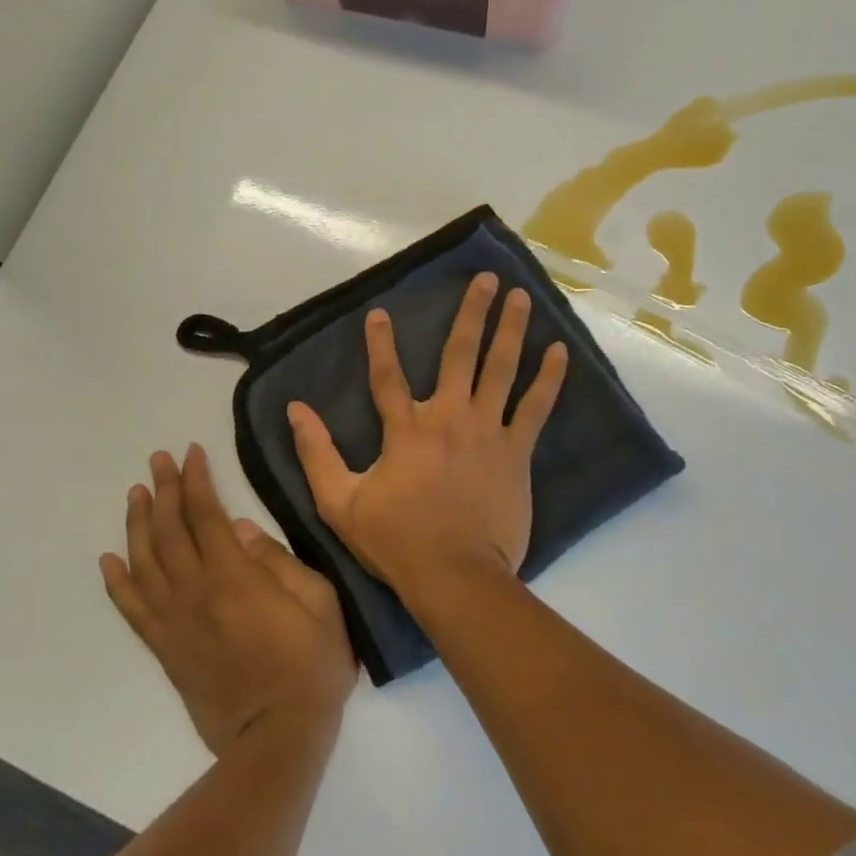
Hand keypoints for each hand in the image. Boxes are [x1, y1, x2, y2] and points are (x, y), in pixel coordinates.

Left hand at [101, 445, 355, 756]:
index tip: (190, 452)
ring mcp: (175, 622)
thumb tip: (243, 530)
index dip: (196, 480)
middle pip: (170, 530)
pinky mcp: (165, 649)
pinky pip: (132, 609)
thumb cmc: (311, 667)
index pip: (206, 515)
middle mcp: (195, 592)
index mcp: (235, 577)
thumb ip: (281, 562)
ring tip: (136, 495)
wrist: (276, 738)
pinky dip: (117, 582)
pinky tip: (108, 559)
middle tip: (157, 460)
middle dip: (164, 489)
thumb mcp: (320, 604)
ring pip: (144, 562)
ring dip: (138, 524)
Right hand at [287, 273, 567, 606]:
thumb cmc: (396, 541)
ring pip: (500, 369)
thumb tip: (296, 410)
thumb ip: (316, 453)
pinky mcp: (515, 451)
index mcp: (405, 429)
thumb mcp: (339, 502)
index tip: (381, 312)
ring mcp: (486, 430)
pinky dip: (548, 378)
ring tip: (522, 297)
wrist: (456, 575)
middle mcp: (448, 416)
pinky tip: (560, 351)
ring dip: (510, 330)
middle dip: (472, 312)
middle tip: (487, 279)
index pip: (387, 375)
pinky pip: (535, 407)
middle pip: (459, 353)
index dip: (381, 342)